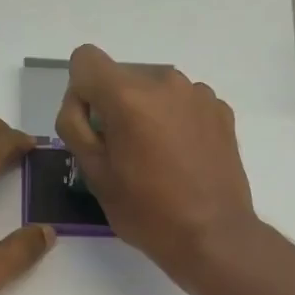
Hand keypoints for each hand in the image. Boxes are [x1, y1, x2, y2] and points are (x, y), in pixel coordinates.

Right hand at [55, 44, 257, 279]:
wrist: (213, 235)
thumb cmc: (147, 212)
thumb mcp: (95, 176)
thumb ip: (75, 128)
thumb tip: (78, 103)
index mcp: (128, 95)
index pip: (85, 60)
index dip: (80, 93)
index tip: (93, 129)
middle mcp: (164, 81)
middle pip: (122, 77)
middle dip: (115, 107)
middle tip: (124, 155)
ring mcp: (197, 93)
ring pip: (154, 91)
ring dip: (147, 114)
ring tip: (157, 160)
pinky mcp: (220, 110)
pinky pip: (183, 104)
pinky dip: (176, 122)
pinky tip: (183, 160)